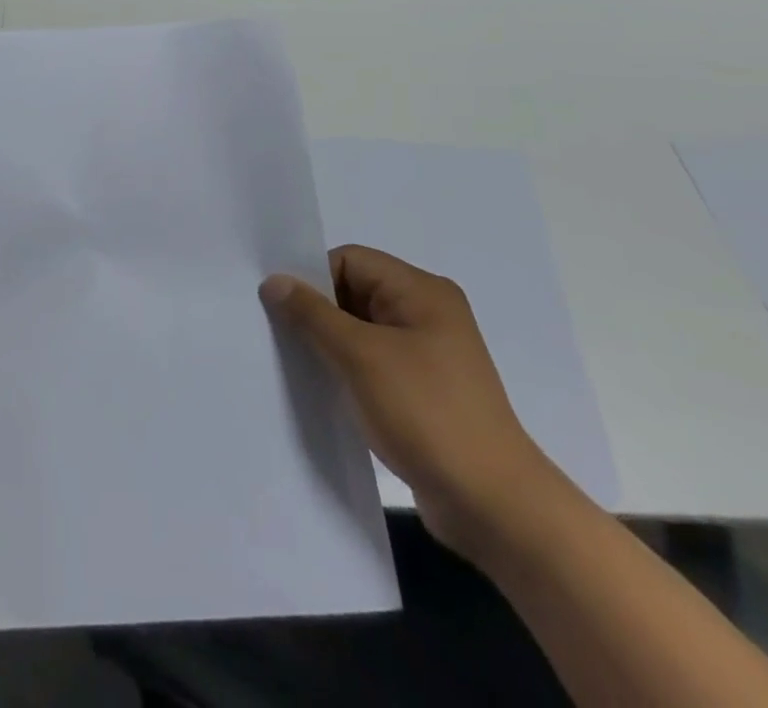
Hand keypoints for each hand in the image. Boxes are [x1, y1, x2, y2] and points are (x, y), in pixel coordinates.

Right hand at [261, 245, 560, 558]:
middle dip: (317, 311)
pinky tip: (324, 388)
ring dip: (329, 343)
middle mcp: (428, 312)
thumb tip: (274, 282)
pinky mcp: (425, 389)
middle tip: (278, 333)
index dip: (312, 278)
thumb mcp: (360, 356)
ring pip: (361, 329)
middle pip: (354, 291)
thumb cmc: (427, 414)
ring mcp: (429, 353)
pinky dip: (347, 368)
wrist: (493, 506)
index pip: (350, 260)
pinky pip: (374, 361)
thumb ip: (312, 314)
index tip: (279, 307)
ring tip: (296, 362)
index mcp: (421, 291)